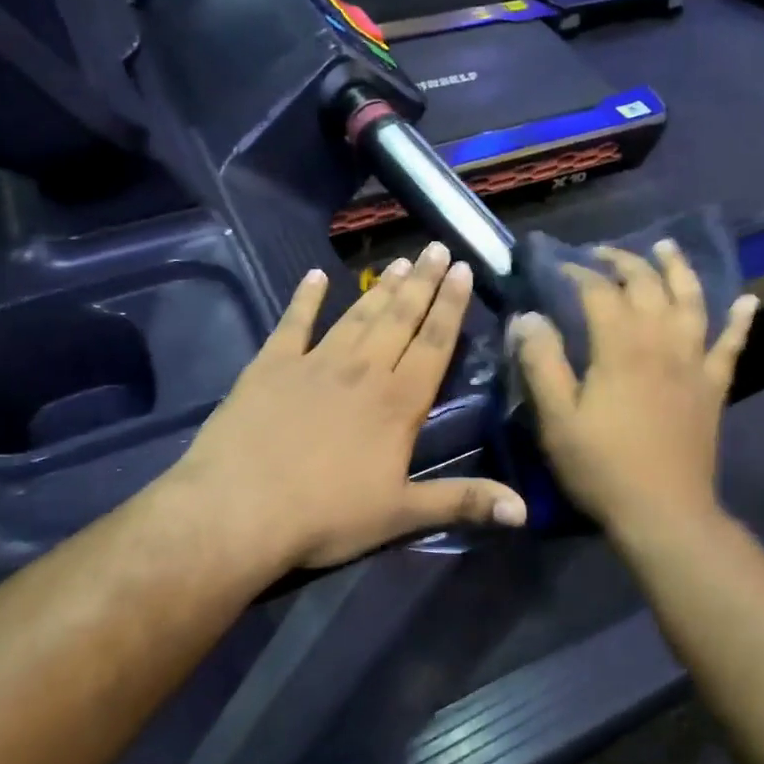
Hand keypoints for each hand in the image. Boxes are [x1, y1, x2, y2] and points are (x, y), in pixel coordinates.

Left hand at [157, 241, 526, 580]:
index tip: (463, 269)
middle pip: (400, 317)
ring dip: (380, 287)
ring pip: (357, 315)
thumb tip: (524, 512)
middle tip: (438, 247)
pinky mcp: (270, 366)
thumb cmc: (327, 515)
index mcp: (398, 402)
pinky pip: (293, 323)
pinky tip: (314, 277)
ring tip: (400, 260)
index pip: (434, 343)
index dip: (451, 305)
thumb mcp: (401, 514)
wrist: (238, 510)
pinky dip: (304, 299)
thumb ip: (463, 502)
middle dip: (423, 282)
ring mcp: (314, 363)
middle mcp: (363, 370)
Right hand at [511, 240, 756, 533]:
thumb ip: (541, 363)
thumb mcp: (557, 419)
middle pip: (646, 286)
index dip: (578, 273)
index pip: (599, 292)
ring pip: (691, 302)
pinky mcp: (713, 387)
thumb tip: (528, 317)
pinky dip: (740, 320)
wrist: (664, 512)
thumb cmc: (602, 467)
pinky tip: (748, 300)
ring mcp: (693, 363)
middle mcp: (661, 343)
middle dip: (623, 262)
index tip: (559, 268)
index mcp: (620, 348)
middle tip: (602, 254)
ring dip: (679, 270)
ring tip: (667, 247)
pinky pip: (731, 345)